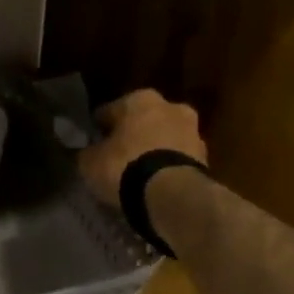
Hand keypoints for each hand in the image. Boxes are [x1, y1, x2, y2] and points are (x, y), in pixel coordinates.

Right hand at [78, 90, 207, 208]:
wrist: (171, 194)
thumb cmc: (124, 166)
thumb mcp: (89, 161)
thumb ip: (88, 151)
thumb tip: (87, 151)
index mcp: (140, 99)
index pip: (110, 110)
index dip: (99, 128)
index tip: (92, 143)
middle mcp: (171, 107)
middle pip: (144, 120)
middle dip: (133, 135)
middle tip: (117, 155)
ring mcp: (193, 132)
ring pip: (164, 138)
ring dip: (153, 150)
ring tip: (137, 172)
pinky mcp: (206, 158)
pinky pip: (176, 159)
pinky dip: (166, 166)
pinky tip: (153, 182)